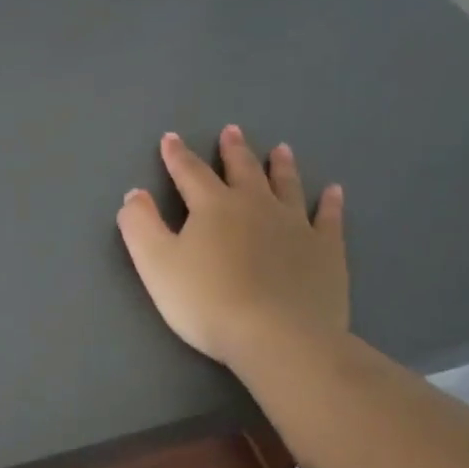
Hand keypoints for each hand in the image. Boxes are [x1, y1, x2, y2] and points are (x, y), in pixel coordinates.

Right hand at [116, 127, 347, 373]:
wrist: (276, 336)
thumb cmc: (206, 301)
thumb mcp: (156, 264)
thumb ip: (140, 226)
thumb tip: (134, 194)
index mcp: (213, 207)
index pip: (190, 173)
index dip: (177, 156)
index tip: (170, 139)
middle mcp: (256, 205)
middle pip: (243, 171)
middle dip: (233, 151)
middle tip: (232, 131)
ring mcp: (295, 225)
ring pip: (286, 186)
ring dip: (281, 167)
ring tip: (280, 149)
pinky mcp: (325, 250)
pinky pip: (328, 218)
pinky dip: (330, 203)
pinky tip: (333, 192)